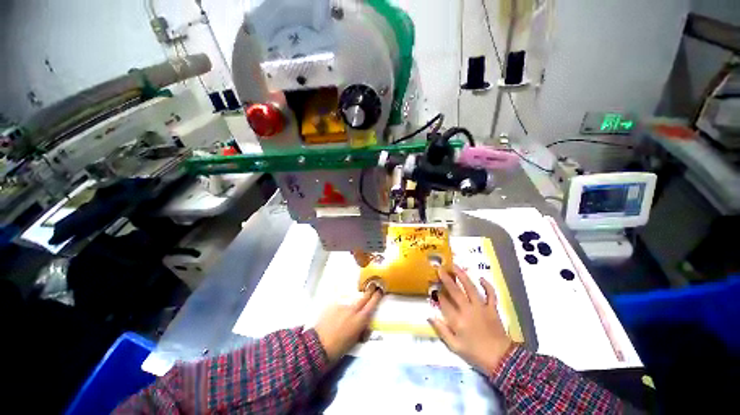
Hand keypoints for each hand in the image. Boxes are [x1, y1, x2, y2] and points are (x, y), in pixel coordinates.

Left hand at [313, 289, 382, 363]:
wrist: (319, 345)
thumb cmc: (339, 347)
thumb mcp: (355, 340)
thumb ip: (362, 330)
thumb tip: (366, 326)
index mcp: (360, 319)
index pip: (372, 303)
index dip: (377, 296)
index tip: (380, 290)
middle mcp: (353, 309)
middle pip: (364, 296)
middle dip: (369, 290)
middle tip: (373, 286)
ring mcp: (343, 305)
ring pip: (352, 299)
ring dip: (356, 299)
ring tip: (354, 302)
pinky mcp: (333, 304)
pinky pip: (342, 301)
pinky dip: (344, 303)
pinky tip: (341, 308)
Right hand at [428, 265, 513, 374]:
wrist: (501, 360)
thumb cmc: (475, 353)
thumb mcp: (454, 346)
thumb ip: (441, 330)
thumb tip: (430, 317)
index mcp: (457, 320)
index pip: (444, 303)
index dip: (438, 294)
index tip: (433, 288)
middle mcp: (468, 310)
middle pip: (455, 291)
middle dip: (446, 279)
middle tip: (440, 269)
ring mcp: (481, 308)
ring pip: (470, 288)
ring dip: (462, 276)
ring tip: (455, 266)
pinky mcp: (492, 308)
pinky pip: (490, 294)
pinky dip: (487, 286)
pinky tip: (481, 278)